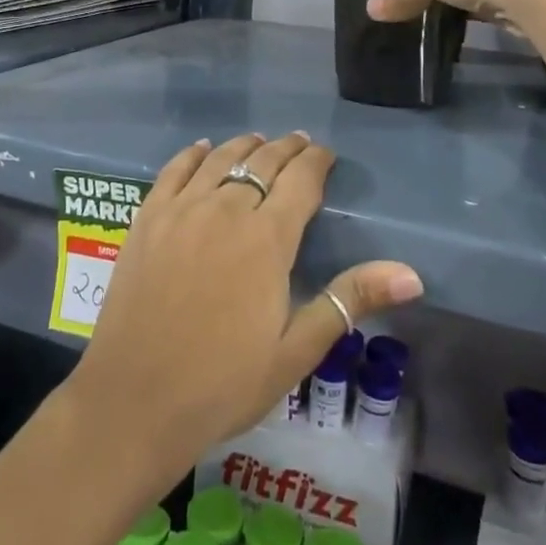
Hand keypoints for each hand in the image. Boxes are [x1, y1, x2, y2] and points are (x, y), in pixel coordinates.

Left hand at [68, 133, 423, 467]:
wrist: (134, 402)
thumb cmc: (223, 383)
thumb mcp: (296, 351)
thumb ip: (350, 300)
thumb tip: (412, 274)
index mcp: (267, 238)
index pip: (300, 180)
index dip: (317, 162)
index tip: (327, 155)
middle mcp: (225, 210)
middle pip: (262, 162)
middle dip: (286, 149)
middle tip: (300, 143)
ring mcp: (181, 211)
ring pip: (220, 160)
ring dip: (245, 146)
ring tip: (260, 142)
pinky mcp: (146, 220)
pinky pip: (173, 171)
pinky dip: (192, 154)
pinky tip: (203, 149)